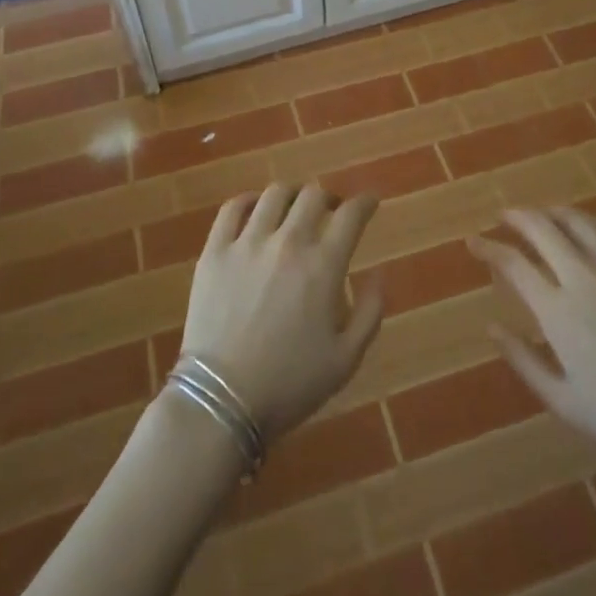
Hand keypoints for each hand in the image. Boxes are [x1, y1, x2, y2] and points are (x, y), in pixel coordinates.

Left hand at [178, 184, 384, 441]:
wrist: (221, 402)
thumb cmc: (289, 384)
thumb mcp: (346, 359)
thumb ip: (370, 312)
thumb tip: (381, 274)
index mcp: (322, 266)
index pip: (351, 215)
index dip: (365, 203)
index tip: (370, 202)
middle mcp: (287, 242)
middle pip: (313, 195)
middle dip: (329, 198)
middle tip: (331, 211)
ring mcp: (247, 243)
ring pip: (275, 194)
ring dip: (292, 196)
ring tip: (294, 208)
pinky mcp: (215, 251)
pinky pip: (232, 208)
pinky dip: (249, 201)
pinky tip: (255, 209)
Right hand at [469, 208, 595, 482]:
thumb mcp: (566, 402)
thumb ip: (524, 361)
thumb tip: (491, 327)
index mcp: (558, 309)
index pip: (513, 263)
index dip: (488, 248)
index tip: (474, 242)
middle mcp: (583, 275)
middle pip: (541, 227)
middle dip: (516, 216)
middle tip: (503, 217)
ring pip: (577, 220)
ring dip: (552, 212)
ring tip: (542, 215)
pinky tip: (593, 227)